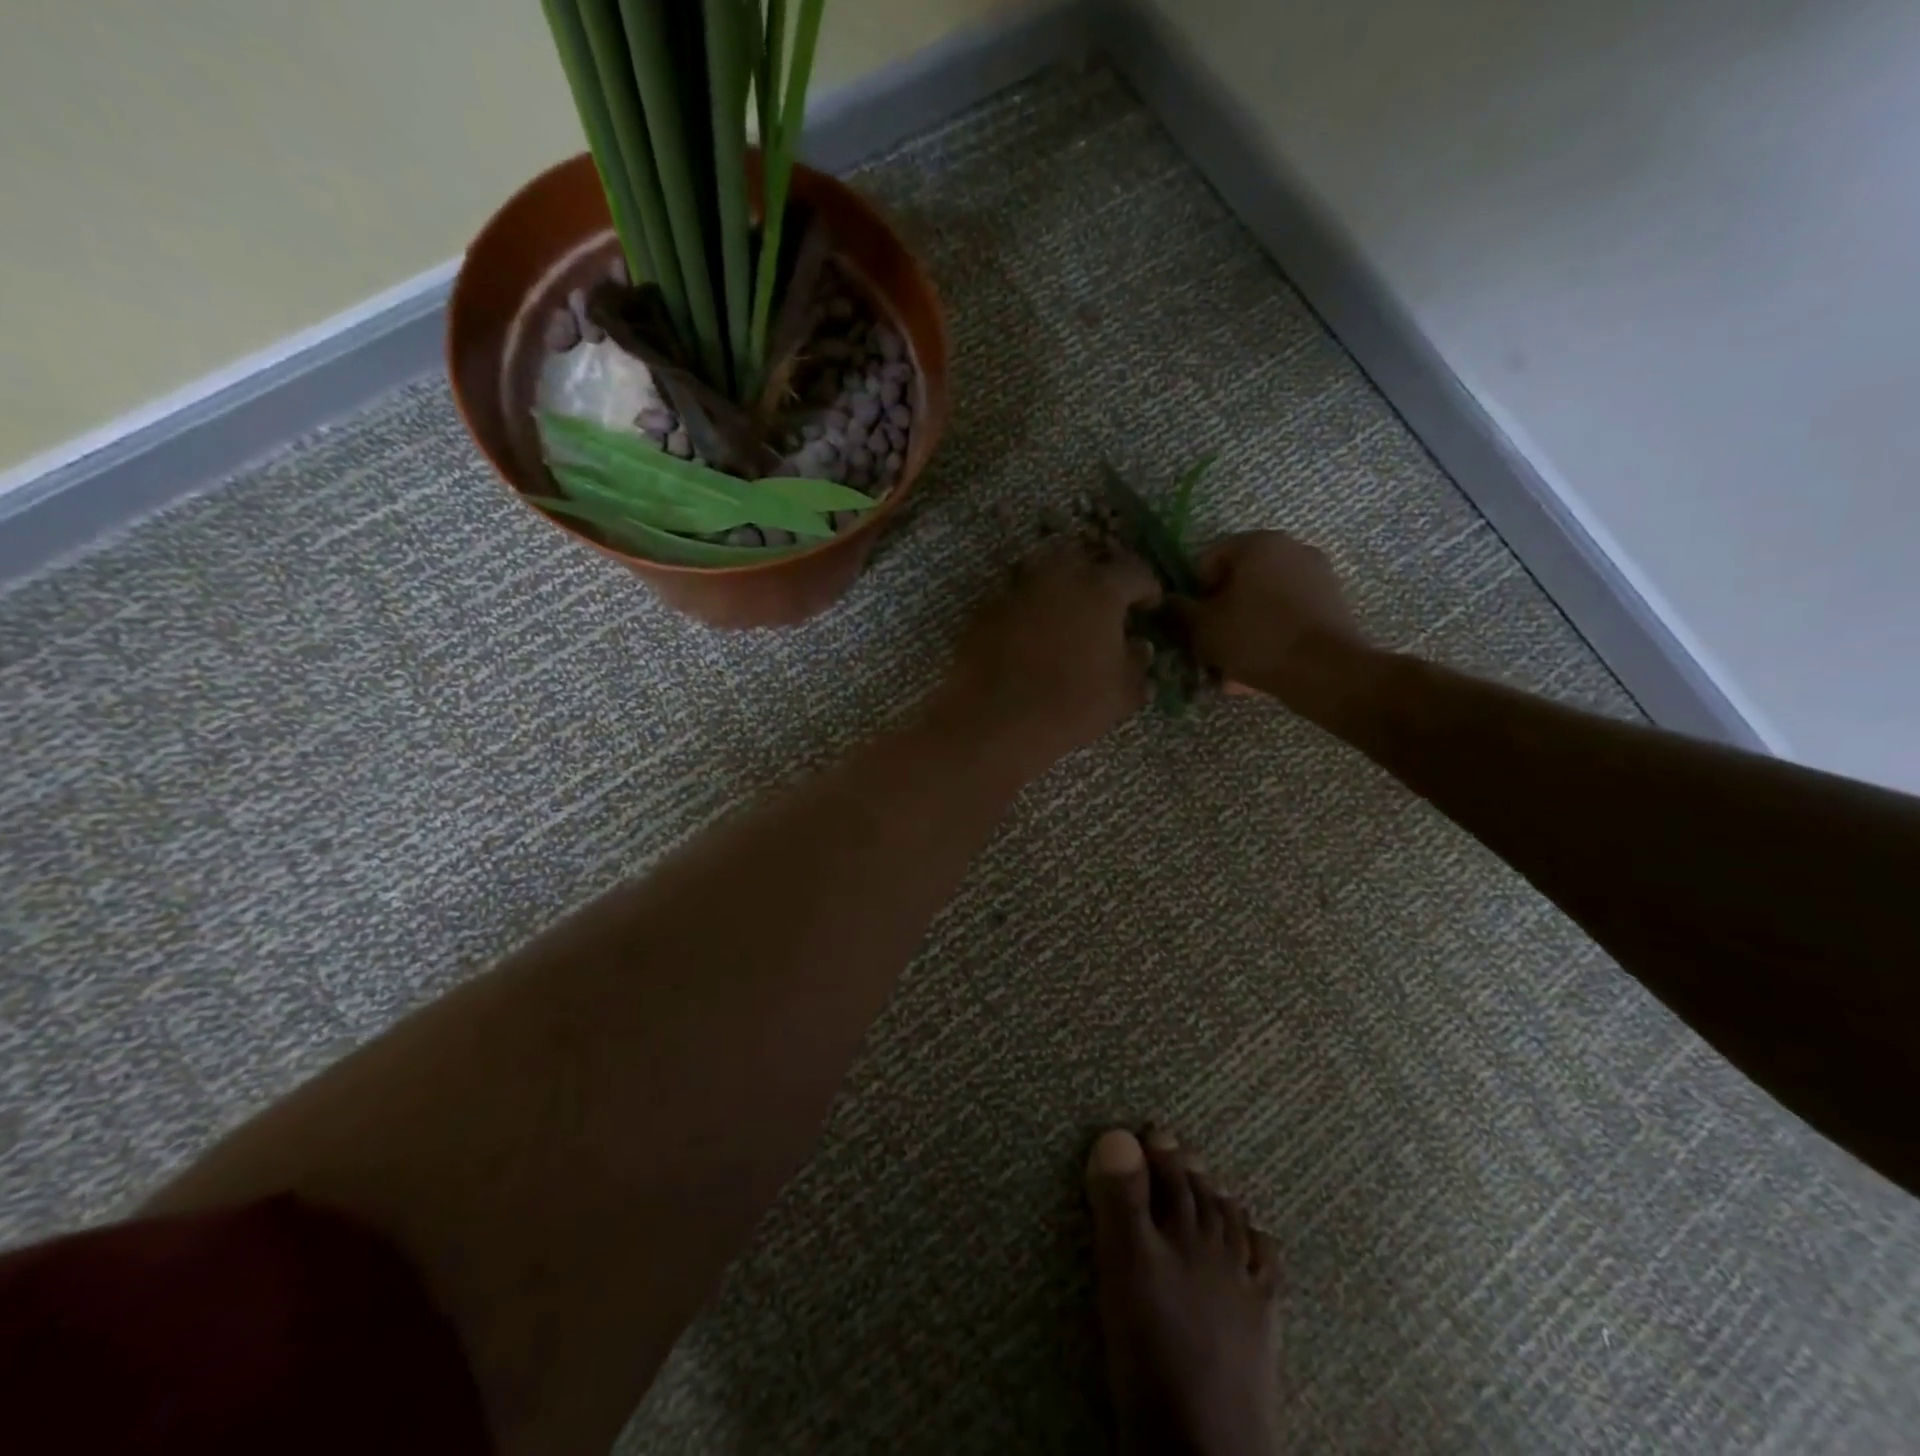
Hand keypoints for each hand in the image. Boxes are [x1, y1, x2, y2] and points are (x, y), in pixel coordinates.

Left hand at [935, 542, 1161, 770]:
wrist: (994, 721)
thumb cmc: (1069, 706)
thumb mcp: (1120, 693)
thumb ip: (1136, 664)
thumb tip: (1141, 648)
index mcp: (1099, 589)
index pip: (1134, 571)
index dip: (1147, 588)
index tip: (1149, 607)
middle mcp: (1057, 577)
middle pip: (1084, 557)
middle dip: (1098, 574)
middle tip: (1105, 602)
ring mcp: (1016, 589)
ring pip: (1044, 571)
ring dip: (1060, 585)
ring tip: (1067, 614)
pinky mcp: (986, 610)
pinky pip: (1015, 597)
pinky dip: (1029, 607)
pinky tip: (1031, 635)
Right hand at [1170, 531, 1369, 708]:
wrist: (1324, 670)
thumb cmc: (1255, 639)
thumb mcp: (1202, 627)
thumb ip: (1180, 610)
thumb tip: (1169, 601)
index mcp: (1256, 543)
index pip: (1207, 561)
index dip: (1194, 594)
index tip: (1195, 623)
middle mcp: (1290, 547)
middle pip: (1238, 580)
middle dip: (1222, 610)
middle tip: (1213, 644)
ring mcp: (1316, 573)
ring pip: (1263, 600)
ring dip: (1245, 624)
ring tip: (1235, 662)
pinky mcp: (1332, 601)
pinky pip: (1287, 614)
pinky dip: (1272, 632)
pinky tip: (1261, 662)